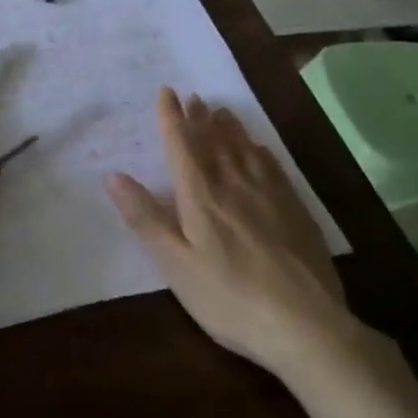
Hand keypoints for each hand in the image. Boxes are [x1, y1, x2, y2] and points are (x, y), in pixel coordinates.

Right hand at [105, 87, 363, 378]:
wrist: (305, 325)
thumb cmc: (228, 298)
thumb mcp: (175, 264)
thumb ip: (145, 218)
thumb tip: (112, 175)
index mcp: (200, 196)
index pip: (182, 145)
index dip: (172, 117)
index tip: (166, 91)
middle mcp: (233, 184)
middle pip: (213, 141)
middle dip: (200, 117)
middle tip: (194, 96)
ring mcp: (268, 195)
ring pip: (244, 150)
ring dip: (229, 127)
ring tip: (221, 111)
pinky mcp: (294, 211)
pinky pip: (272, 167)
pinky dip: (259, 151)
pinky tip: (259, 149)